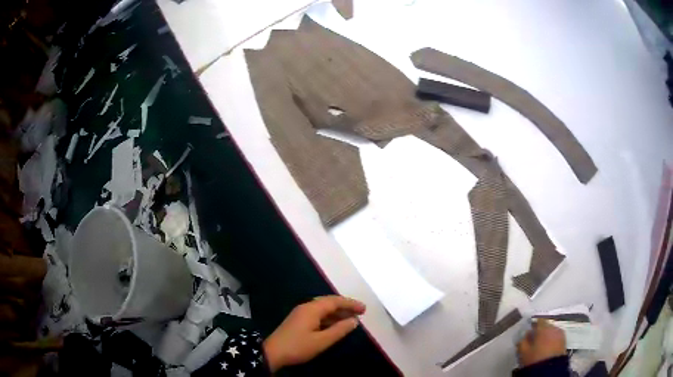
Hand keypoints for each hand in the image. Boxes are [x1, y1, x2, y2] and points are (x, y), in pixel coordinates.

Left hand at [263, 295, 365, 371]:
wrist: (273, 353)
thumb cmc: (298, 346)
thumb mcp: (322, 341)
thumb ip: (339, 330)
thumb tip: (354, 320)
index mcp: (312, 309)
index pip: (335, 301)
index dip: (351, 304)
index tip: (364, 309)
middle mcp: (306, 307)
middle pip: (329, 302)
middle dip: (345, 307)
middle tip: (360, 313)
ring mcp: (301, 314)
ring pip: (323, 309)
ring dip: (337, 313)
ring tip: (351, 319)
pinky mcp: (298, 321)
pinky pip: (318, 315)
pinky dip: (329, 318)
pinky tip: (336, 325)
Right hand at [517, 319, 565, 366]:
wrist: (549, 369)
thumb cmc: (534, 359)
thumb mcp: (523, 351)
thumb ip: (523, 340)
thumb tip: (526, 334)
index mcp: (543, 328)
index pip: (539, 320)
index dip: (534, 325)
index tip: (530, 332)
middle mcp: (554, 328)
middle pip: (547, 325)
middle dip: (541, 331)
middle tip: (535, 340)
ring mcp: (561, 334)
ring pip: (552, 331)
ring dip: (548, 335)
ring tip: (542, 345)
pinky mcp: (564, 341)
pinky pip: (557, 337)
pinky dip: (553, 340)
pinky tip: (548, 348)